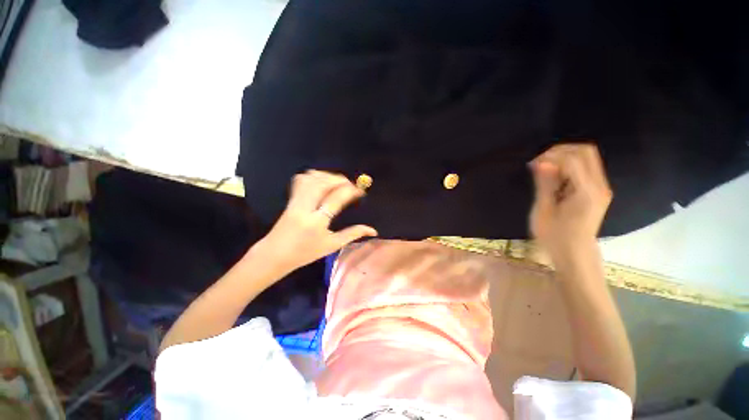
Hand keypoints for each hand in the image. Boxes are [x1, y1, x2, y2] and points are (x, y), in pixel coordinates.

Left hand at [255, 170, 376, 272]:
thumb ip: (352, 234)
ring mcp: (295, 201)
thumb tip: (373, 230)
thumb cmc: (306, 253)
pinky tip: (322, 180)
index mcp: (317, 222)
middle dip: (340, 179)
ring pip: (311, 179)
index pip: (336, 198)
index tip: (361, 191)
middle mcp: (305, 207)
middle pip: (322, 183)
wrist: (275, 254)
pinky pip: (301, 180)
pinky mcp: (291, 199)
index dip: (351, 191)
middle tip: (351, 184)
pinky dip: (313, 176)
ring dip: (328, 176)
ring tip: (339, 182)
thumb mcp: (332, 245)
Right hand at [529, 144, 611, 259]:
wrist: (575, 253)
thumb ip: (545, 184)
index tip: (533, 164)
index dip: (551, 156)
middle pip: (586, 151)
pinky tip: (555, 179)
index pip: (573, 159)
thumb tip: (542, 163)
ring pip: (587, 157)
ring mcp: (601, 188)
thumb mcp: (544, 210)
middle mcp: (599, 185)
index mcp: (586, 192)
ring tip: (545, 172)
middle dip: (560, 151)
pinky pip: (585, 168)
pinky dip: (568, 166)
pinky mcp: (597, 191)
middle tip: (540, 162)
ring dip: (564, 158)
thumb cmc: (555, 236)